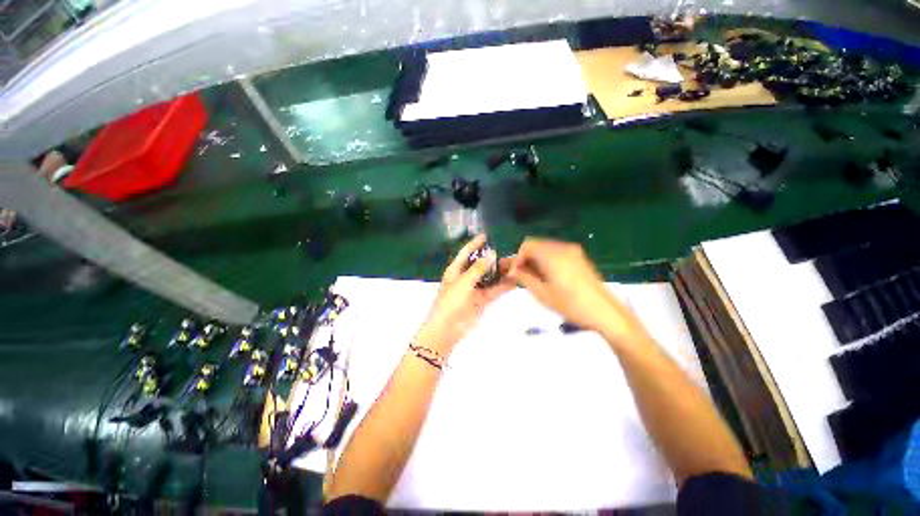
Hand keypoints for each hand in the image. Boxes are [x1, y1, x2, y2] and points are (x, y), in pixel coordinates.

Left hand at [416, 235, 514, 354]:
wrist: (447, 329)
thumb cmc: (450, 302)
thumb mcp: (463, 282)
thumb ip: (478, 268)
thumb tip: (492, 253)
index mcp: (456, 270)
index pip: (466, 252)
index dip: (475, 243)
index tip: (486, 235)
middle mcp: (466, 277)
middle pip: (481, 264)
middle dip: (493, 258)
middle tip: (508, 251)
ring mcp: (475, 288)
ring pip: (490, 277)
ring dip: (501, 272)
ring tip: (516, 264)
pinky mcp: (483, 299)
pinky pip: (495, 289)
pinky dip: (504, 285)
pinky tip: (515, 279)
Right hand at [508, 238, 648, 344]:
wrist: (605, 313)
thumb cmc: (571, 305)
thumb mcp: (543, 293)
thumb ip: (524, 278)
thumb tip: (511, 271)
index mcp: (553, 255)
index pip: (527, 245)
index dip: (517, 258)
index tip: (514, 274)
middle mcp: (563, 247)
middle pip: (536, 244)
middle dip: (525, 258)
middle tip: (521, 276)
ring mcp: (573, 251)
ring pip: (545, 248)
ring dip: (535, 259)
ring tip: (534, 278)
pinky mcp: (579, 257)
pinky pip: (556, 252)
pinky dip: (546, 260)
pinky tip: (548, 276)